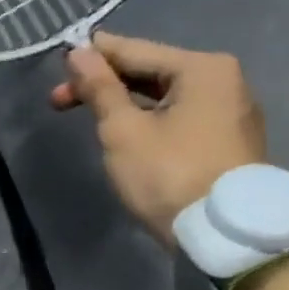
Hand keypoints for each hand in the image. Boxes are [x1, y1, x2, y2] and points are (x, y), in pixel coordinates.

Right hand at [51, 32, 265, 241]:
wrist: (226, 239)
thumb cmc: (170, 175)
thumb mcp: (123, 130)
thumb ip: (99, 87)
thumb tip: (79, 52)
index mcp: (202, 68)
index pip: (133, 50)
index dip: (91, 57)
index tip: (57, 65)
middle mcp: (224, 80)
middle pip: (150, 71)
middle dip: (104, 84)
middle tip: (59, 101)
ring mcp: (231, 112)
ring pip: (164, 96)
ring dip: (124, 103)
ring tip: (89, 116)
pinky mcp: (230, 141)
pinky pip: (180, 116)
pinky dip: (149, 119)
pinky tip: (125, 130)